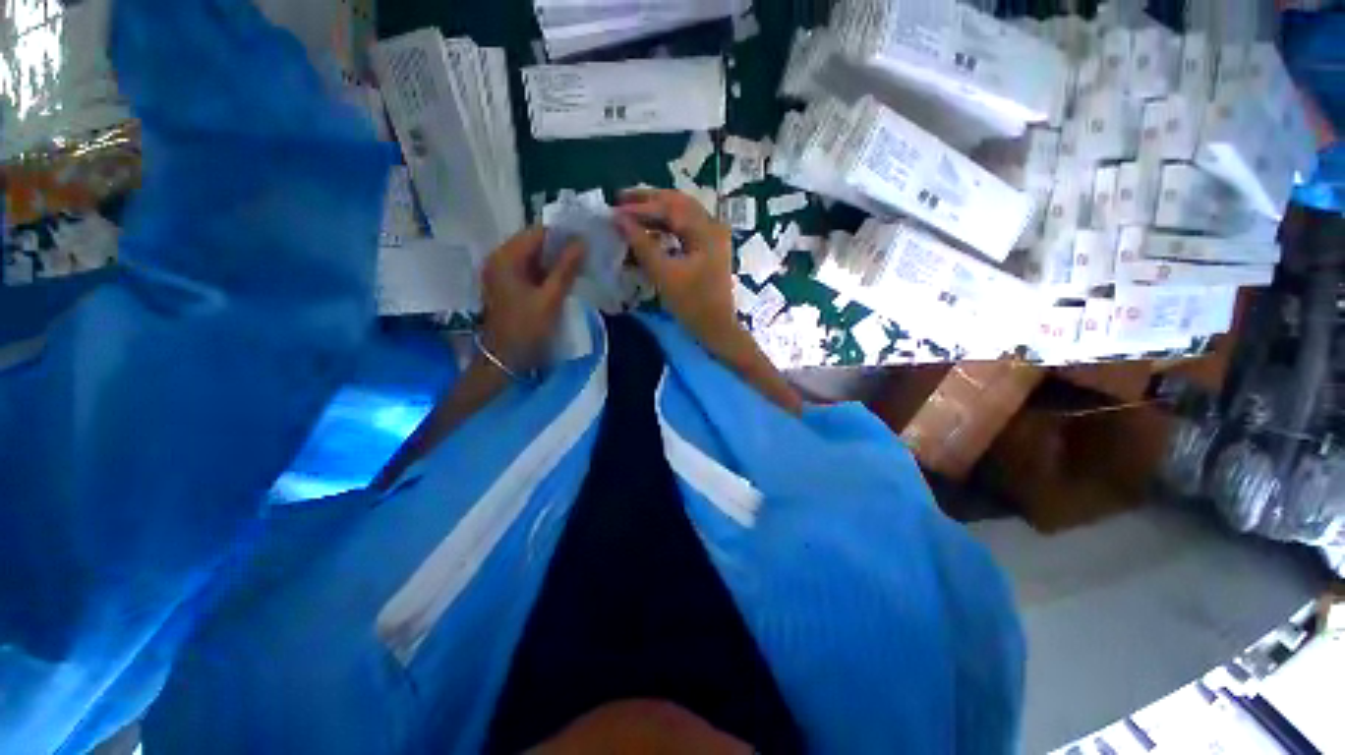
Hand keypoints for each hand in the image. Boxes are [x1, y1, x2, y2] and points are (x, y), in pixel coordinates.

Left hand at [480, 226, 584, 372]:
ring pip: (533, 258)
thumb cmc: (526, 328)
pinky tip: (565, 279)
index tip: (587, 241)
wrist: (504, 359)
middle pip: (534, 244)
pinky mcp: (507, 285)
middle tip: (587, 254)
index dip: (563, 235)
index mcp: (505, 258)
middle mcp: (499, 259)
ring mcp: (502, 273)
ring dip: (555, 261)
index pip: (538, 233)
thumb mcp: (550, 298)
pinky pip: (530, 271)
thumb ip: (566, 268)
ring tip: (580, 265)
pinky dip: (547, 272)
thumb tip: (582, 242)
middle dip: (561, 248)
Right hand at [615, 188, 738, 350]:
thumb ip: (642, 245)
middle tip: (620, 199)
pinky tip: (650, 229)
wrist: (717, 327)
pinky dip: (666, 225)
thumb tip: (619, 220)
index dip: (640, 207)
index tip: (615, 209)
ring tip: (631, 212)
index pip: (669, 208)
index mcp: (706, 230)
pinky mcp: (709, 248)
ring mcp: (713, 237)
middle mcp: (713, 226)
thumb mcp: (664, 275)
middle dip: (649, 200)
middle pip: (678, 203)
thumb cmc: (692, 304)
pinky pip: (686, 227)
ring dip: (657, 211)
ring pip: (682, 213)